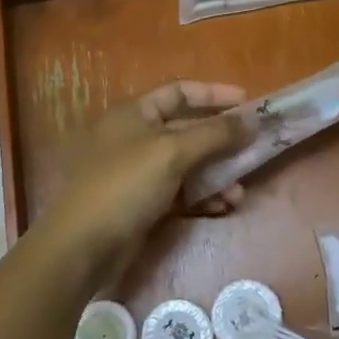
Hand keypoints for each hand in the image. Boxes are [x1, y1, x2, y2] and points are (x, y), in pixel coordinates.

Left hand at [34, 80, 248, 275]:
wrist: (83, 246)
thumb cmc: (125, 185)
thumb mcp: (172, 152)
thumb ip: (215, 133)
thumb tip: (252, 119)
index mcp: (135, 114)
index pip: (179, 92)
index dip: (214, 94)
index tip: (248, 102)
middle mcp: (137, 137)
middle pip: (188, 129)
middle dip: (222, 141)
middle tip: (255, 148)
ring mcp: (140, 172)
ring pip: (189, 164)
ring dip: (218, 174)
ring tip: (240, 191)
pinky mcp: (144, 203)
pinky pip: (182, 192)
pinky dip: (204, 196)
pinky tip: (224, 207)